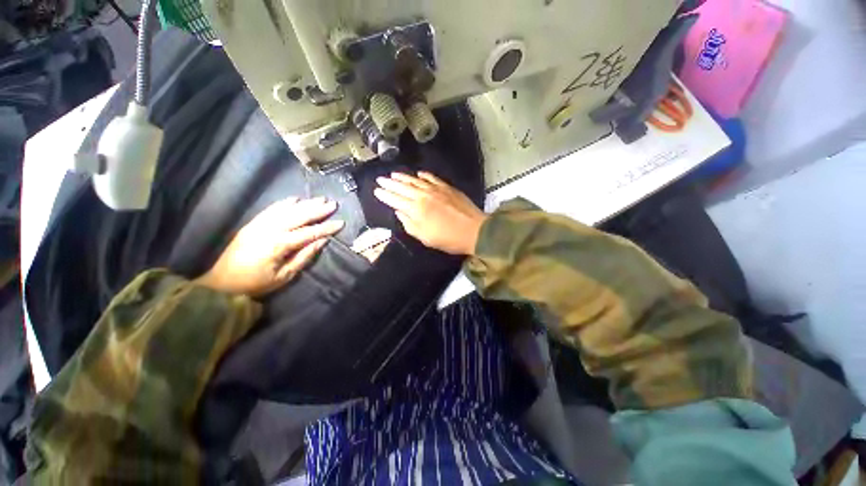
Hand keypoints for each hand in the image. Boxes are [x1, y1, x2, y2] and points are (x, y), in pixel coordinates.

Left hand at [196, 197, 343, 296]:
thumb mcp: (284, 276)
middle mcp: (270, 229)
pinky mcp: (253, 223)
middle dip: (318, 210)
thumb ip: (304, 256)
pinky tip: (295, 198)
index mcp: (278, 244)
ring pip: (287, 209)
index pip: (309, 232)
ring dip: (305, 203)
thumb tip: (322, 241)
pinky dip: (285, 202)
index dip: (326, 228)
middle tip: (333, 204)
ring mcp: (260, 224)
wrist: (220, 282)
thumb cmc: (255, 283)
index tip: (341, 222)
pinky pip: (271, 209)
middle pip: (299, 216)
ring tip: (320, 199)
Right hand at [374, 172, 486, 254]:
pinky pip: (432, 178)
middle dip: (389, 183)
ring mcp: (436, 189)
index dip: (385, 195)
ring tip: (393, 174)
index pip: (395, 199)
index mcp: (416, 209)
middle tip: (380, 179)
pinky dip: (423, 175)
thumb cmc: (448, 238)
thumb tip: (399, 211)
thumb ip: (409, 224)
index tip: (376, 191)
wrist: (474, 231)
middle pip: (402, 187)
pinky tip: (418, 173)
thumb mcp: (424, 237)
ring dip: (403, 177)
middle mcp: (423, 195)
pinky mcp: (447, 187)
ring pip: (415, 180)